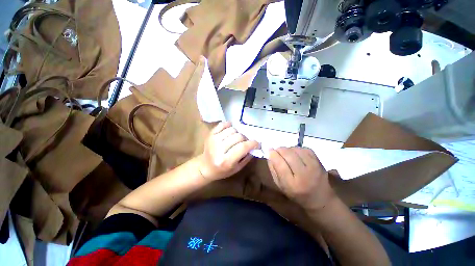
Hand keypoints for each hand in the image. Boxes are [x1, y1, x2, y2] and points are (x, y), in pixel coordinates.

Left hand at [198, 122, 258, 180]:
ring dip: (238, 133)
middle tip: (245, 142)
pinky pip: (223, 124)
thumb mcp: (237, 168)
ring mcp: (213, 140)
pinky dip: (229, 125)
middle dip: (245, 139)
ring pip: (232, 129)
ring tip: (237, 138)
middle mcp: (218, 149)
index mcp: (226, 161)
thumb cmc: (222, 170)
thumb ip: (247, 157)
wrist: (205, 167)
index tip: (257, 143)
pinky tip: (231, 130)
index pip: (243, 147)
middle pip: (238, 136)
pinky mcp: (210, 134)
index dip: (253, 143)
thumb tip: (255, 146)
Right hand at [267, 147, 335, 210]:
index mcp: (292, 184)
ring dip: (289, 149)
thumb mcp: (280, 185)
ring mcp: (314, 167)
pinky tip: (296, 154)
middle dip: (280, 149)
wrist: (320, 199)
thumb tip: (270, 154)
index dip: (273, 154)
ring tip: (287, 154)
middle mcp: (304, 175)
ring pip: (296, 150)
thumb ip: (273, 169)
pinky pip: (305, 149)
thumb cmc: (296, 194)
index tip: (269, 150)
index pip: (280, 164)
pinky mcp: (319, 162)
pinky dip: (298, 149)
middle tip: (277, 151)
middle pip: (288, 154)